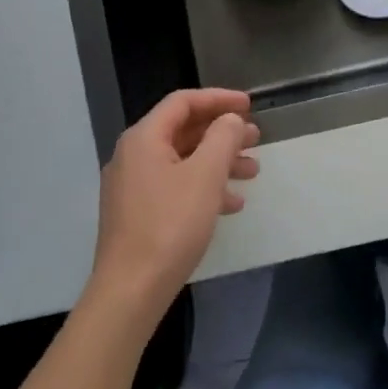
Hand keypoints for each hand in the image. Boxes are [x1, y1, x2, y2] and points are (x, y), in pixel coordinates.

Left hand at [91, 89, 259, 323]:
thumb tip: (229, 119)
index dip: (218, 99)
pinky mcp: (137, 213)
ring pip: (182, 160)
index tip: (250, 105)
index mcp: (144, 138)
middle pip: (183, 131)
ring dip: (218, 161)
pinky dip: (204, 187)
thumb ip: (222, 138)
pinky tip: (230, 204)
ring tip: (252, 172)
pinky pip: (175, 186)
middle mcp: (133, 156)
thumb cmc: (170, 225)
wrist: (131, 289)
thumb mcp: (205, 176)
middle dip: (223, 132)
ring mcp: (133, 186)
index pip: (183, 102)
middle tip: (256, 139)